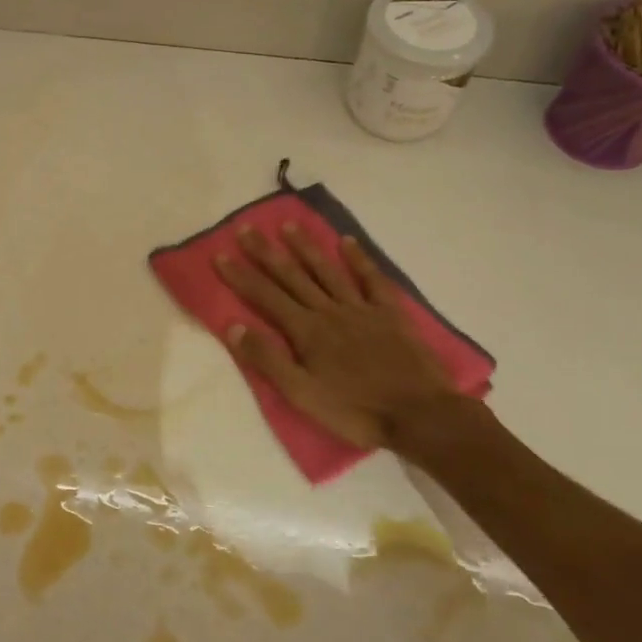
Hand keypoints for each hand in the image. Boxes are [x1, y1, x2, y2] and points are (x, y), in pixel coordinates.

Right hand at [215, 224, 467, 452]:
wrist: (420, 415)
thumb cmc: (356, 411)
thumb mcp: (302, 395)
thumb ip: (268, 359)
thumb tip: (233, 326)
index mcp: (306, 331)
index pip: (265, 297)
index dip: (241, 276)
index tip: (220, 254)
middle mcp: (329, 311)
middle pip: (292, 276)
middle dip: (266, 252)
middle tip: (247, 229)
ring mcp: (362, 309)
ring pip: (327, 271)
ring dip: (306, 247)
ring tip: (288, 225)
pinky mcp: (390, 314)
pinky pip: (372, 280)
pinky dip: (359, 259)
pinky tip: (347, 242)